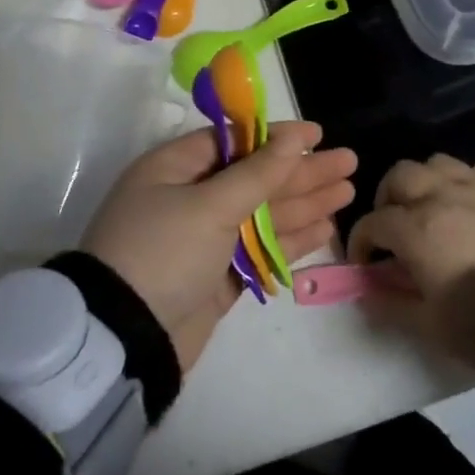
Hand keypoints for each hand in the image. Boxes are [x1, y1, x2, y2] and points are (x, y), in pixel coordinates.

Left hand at [81, 122, 357, 371]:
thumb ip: (257, 173)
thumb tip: (292, 136)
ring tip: (348, 192)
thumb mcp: (209, 205)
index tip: (317, 135)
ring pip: (262, 214)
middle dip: (301, 172)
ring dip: (304, 203)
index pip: (234, 142)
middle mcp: (189, 199)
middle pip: (254, 177)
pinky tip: (325, 228)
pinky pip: (260, 249)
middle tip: (349, 162)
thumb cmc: (163, 252)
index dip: (277, 137)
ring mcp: (204, 240)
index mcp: (174, 169)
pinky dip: (291, 239)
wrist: (125, 339)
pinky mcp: (217, 277)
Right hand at [346, 155, 474, 367]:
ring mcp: (474, 186)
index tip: (365, 262)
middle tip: (393, 228)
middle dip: (386, 200)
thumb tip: (366, 289)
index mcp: (416, 229)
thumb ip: (390, 303)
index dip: (361, 242)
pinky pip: (469, 170)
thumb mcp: (429, 324)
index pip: (372, 223)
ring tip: (427, 208)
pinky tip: (463, 205)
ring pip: (433, 163)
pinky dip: (456, 183)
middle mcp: (440, 195)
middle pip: (398, 177)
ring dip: (422, 183)